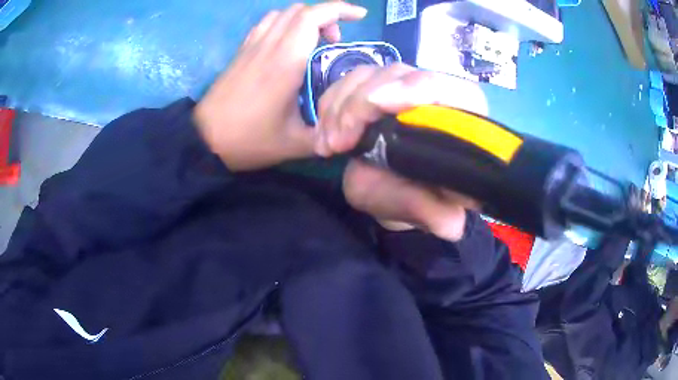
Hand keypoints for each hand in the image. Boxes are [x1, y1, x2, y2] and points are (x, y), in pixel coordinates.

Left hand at [194, 2, 366, 170]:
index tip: (359, 16)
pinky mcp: (241, 51)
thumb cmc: (249, 140)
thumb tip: (349, 126)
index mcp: (285, 62)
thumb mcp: (296, 144)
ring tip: (314, 40)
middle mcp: (268, 45)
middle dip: (326, 15)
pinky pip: (266, 23)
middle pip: (300, 10)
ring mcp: (251, 46)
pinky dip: (285, 23)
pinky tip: (288, 43)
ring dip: (305, 18)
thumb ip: (328, 134)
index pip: (313, 16)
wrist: (204, 141)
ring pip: (282, 13)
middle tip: (335, 41)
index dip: (340, 9)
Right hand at [318, 65, 486, 240]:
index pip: (452, 88)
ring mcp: (402, 87)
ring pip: (369, 75)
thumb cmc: (416, 198)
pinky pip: (349, 83)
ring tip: (328, 145)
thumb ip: (434, 213)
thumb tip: (451, 223)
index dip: (417, 87)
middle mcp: (434, 96)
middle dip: (361, 104)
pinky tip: (323, 134)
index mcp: (461, 121)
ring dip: (340, 106)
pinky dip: (330, 105)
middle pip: (400, 74)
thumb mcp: (423, 212)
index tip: (377, 104)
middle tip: (337, 143)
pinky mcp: (376, 87)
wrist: (395, 190)